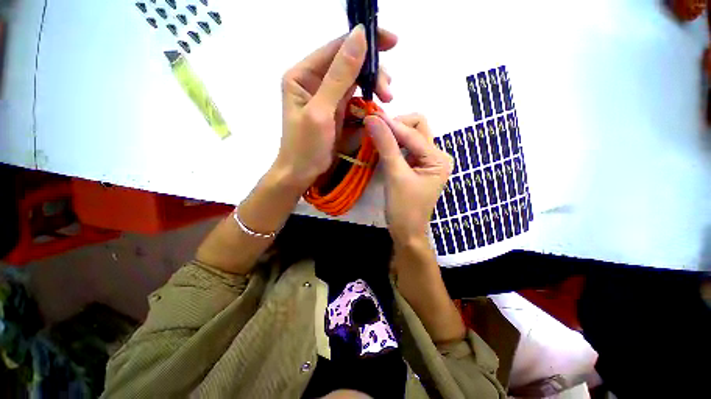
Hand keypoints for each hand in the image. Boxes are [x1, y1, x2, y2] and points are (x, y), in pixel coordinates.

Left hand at [275, 25, 397, 189]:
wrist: (301, 173)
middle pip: (348, 63)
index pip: (336, 48)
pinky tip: (377, 105)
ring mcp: (326, 95)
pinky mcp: (335, 110)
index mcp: (302, 74)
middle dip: (372, 71)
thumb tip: (360, 36)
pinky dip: (368, 99)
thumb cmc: (305, 147)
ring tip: (387, 98)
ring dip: (373, 85)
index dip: (363, 41)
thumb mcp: (321, 111)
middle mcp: (313, 80)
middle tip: (389, 90)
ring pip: (354, 80)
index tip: (392, 42)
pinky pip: (355, 97)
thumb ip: (339, 75)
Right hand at [365, 113, 452, 243]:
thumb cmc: (404, 208)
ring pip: (411, 136)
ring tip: (376, 136)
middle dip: (396, 125)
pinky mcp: (417, 166)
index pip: (413, 133)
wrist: (406, 232)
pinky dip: (393, 144)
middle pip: (417, 128)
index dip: (391, 124)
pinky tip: (382, 146)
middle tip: (375, 130)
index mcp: (438, 158)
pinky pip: (406, 147)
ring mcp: (427, 161)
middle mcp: (436, 156)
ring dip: (393, 134)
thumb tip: (372, 119)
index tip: (370, 117)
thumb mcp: (395, 176)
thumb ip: (386, 146)